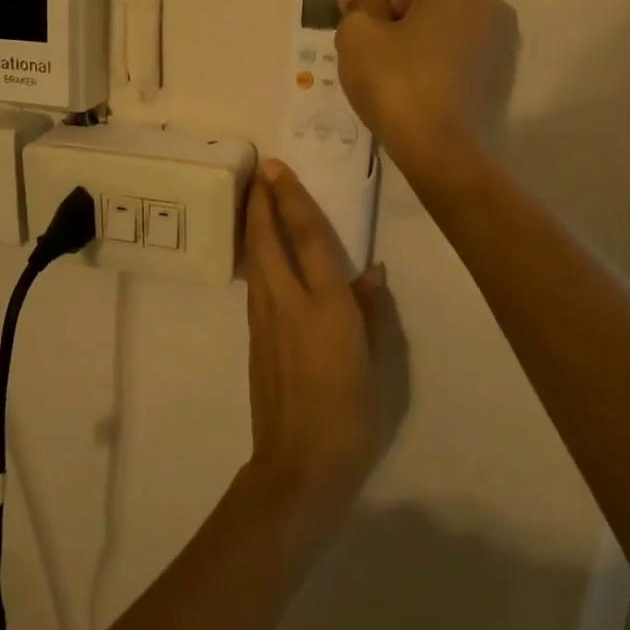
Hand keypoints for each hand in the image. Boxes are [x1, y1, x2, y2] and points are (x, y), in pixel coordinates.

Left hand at [243, 159, 389, 516]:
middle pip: (267, 240)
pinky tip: (260, 253)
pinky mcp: (254, 336)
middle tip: (259, 172)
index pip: (307, 237)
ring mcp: (265, 319)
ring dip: (253, 226)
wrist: (301, 461)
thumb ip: (371, 310)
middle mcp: (288, 302)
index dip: (292, 198)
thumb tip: (371, 271)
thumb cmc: (351, 412)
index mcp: (326, 304)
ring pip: (255, 260)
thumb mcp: (376, 360)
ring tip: (255, 200)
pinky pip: (255, 283)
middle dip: (260, 202)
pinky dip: (256, 257)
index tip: (277, 168)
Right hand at [333, 0, 500, 180]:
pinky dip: (424, 43)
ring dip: (406, 20)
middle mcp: (489, 2)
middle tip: (359, 17)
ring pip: (443, 13)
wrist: (440, 151)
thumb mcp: (360, 36)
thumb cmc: (398, 81)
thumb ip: (356, 1)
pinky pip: (452, 40)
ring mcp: (496, 39)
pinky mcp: (492, 71)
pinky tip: (397, 70)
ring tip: (372, 49)